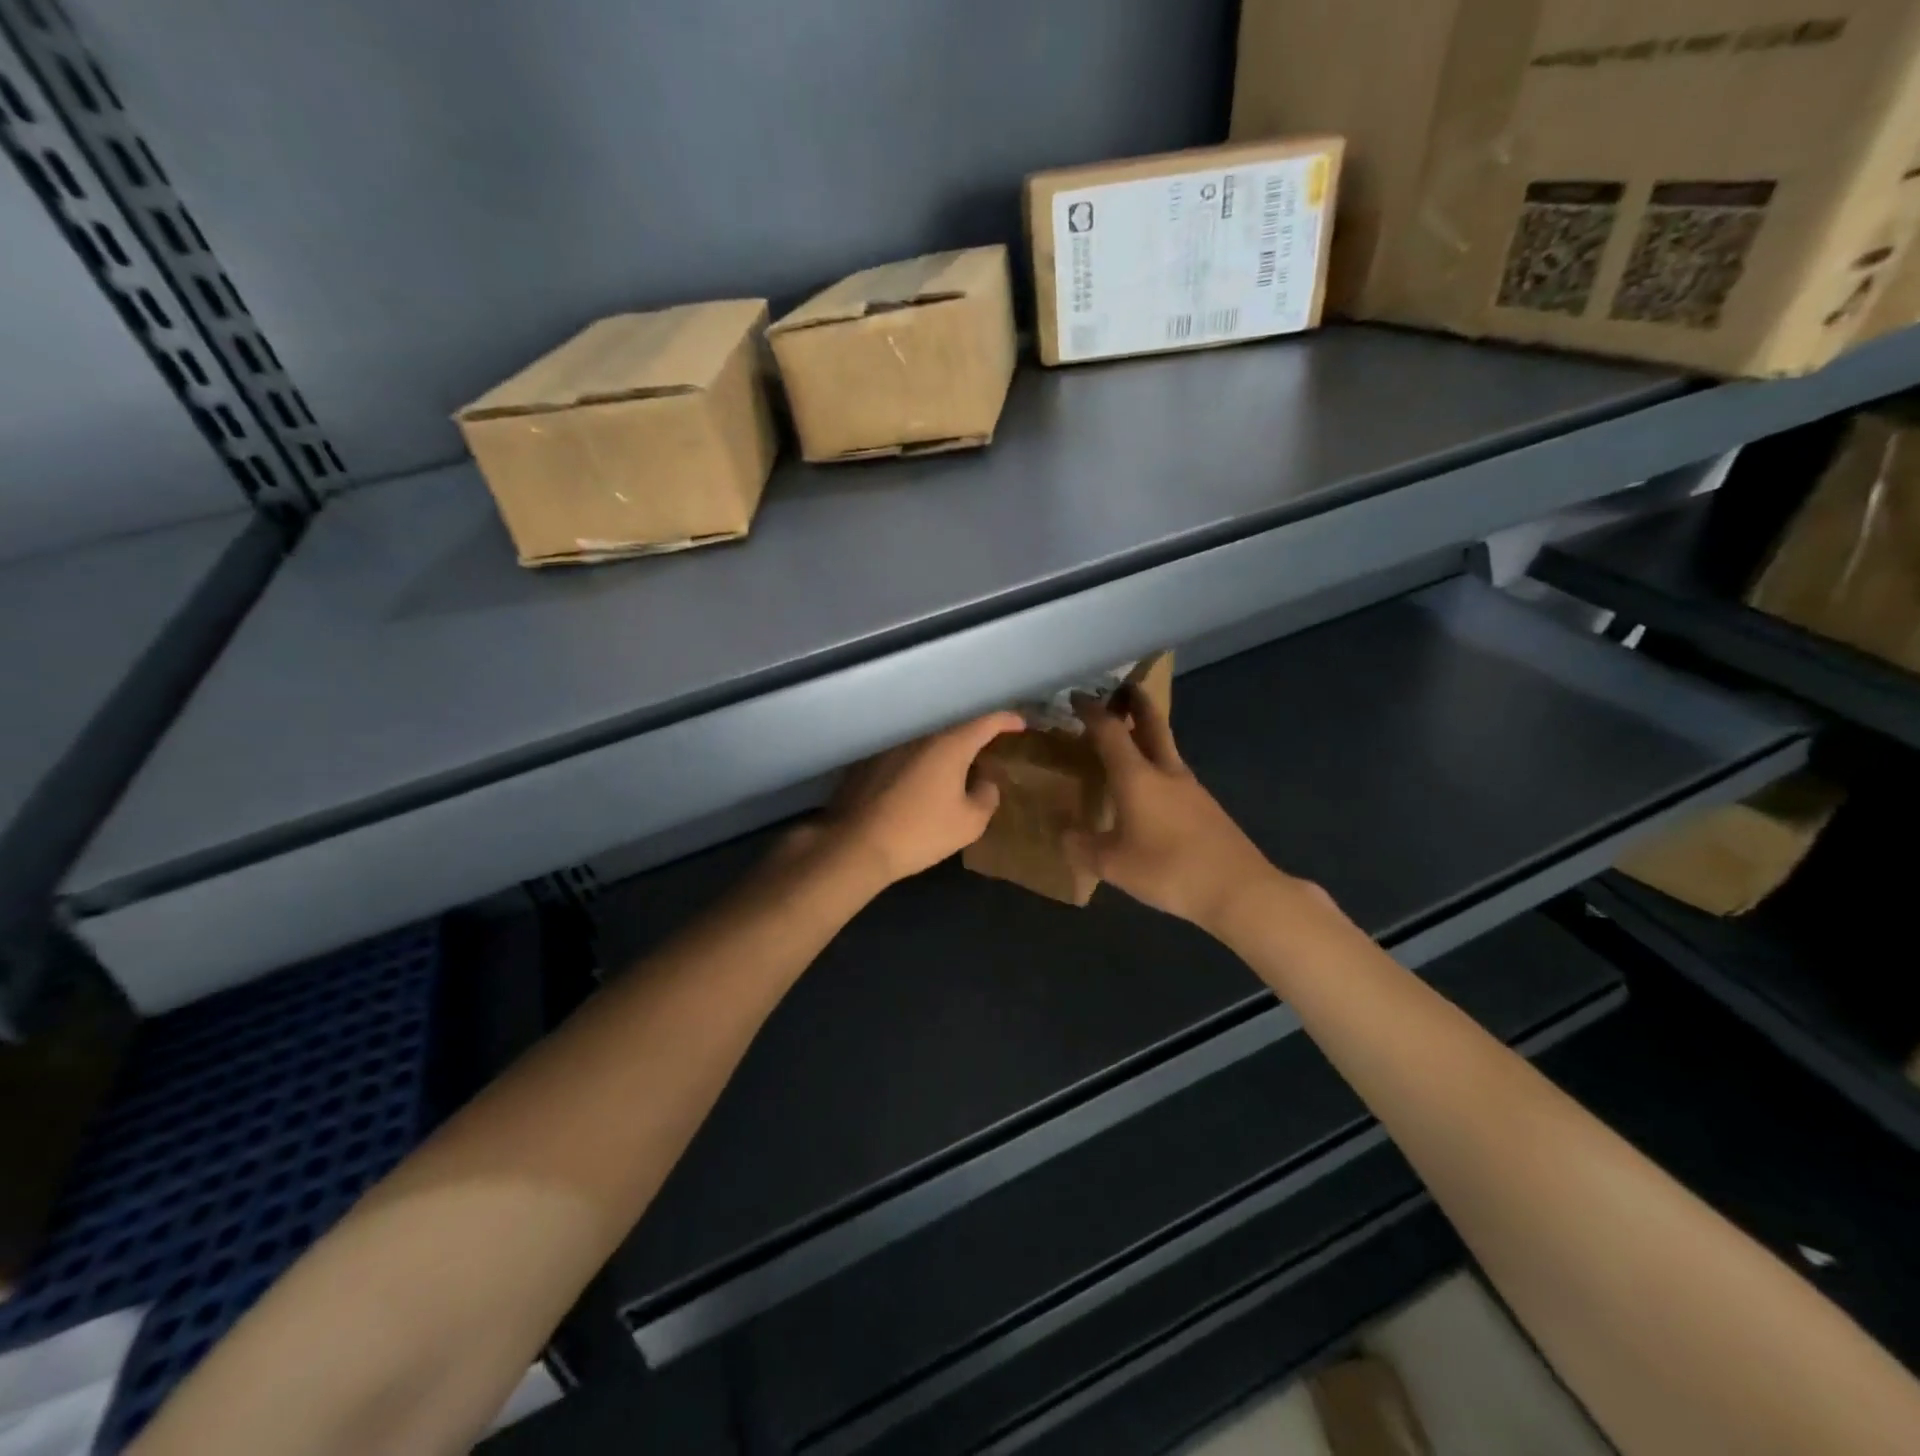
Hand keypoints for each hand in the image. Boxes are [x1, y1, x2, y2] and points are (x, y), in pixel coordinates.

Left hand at [819, 711, 1025, 887]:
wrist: (856, 845)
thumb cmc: (920, 832)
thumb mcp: (969, 823)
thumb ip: (986, 797)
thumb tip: (985, 782)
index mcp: (949, 745)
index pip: (986, 722)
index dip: (1006, 720)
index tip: (1020, 724)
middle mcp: (920, 735)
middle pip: (955, 728)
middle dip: (975, 737)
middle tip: (989, 750)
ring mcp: (891, 746)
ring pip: (928, 741)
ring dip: (945, 751)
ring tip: (956, 769)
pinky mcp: (869, 761)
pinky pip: (906, 754)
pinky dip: (920, 762)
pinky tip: (921, 783)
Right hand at [1065, 689, 1289, 935]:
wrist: (1239, 889)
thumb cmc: (1168, 869)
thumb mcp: (1112, 865)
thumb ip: (1082, 846)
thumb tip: (1065, 833)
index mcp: (1136, 776)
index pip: (1109, 730)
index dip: (1091, 711)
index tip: (1076, 696)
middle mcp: (1165, 771)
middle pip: (1151, 723)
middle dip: (1134, 700)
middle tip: (1120, 687)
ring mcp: (1190, 787)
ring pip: (1164, 748)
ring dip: (1146, 734)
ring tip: (1125, 742)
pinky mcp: (1205, 807)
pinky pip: (1173, 773)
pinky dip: (1155, 765)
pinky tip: (1147, 790)